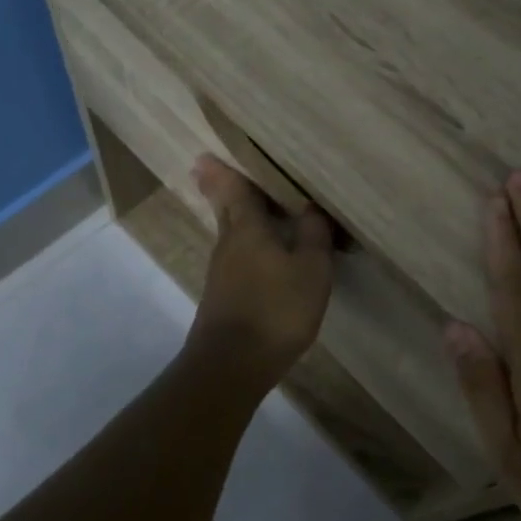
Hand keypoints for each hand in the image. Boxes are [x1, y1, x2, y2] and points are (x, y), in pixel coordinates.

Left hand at [186, 154, 334, 387]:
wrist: (232, 364)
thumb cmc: (276, 309)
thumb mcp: (311, 270)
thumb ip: (314, 236)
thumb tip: (311, 207)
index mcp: (247, 229)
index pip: (234, 191)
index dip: (224, 172)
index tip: (206, 156)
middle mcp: (229, 244)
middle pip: (225, 209)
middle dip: (219, 189)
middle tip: (209, 170)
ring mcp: (221, 273)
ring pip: (229, 234)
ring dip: (233, 217)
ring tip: (246, 206)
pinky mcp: (222, 297)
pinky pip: (235, 257)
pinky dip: (243, 246)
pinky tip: (257, 254)